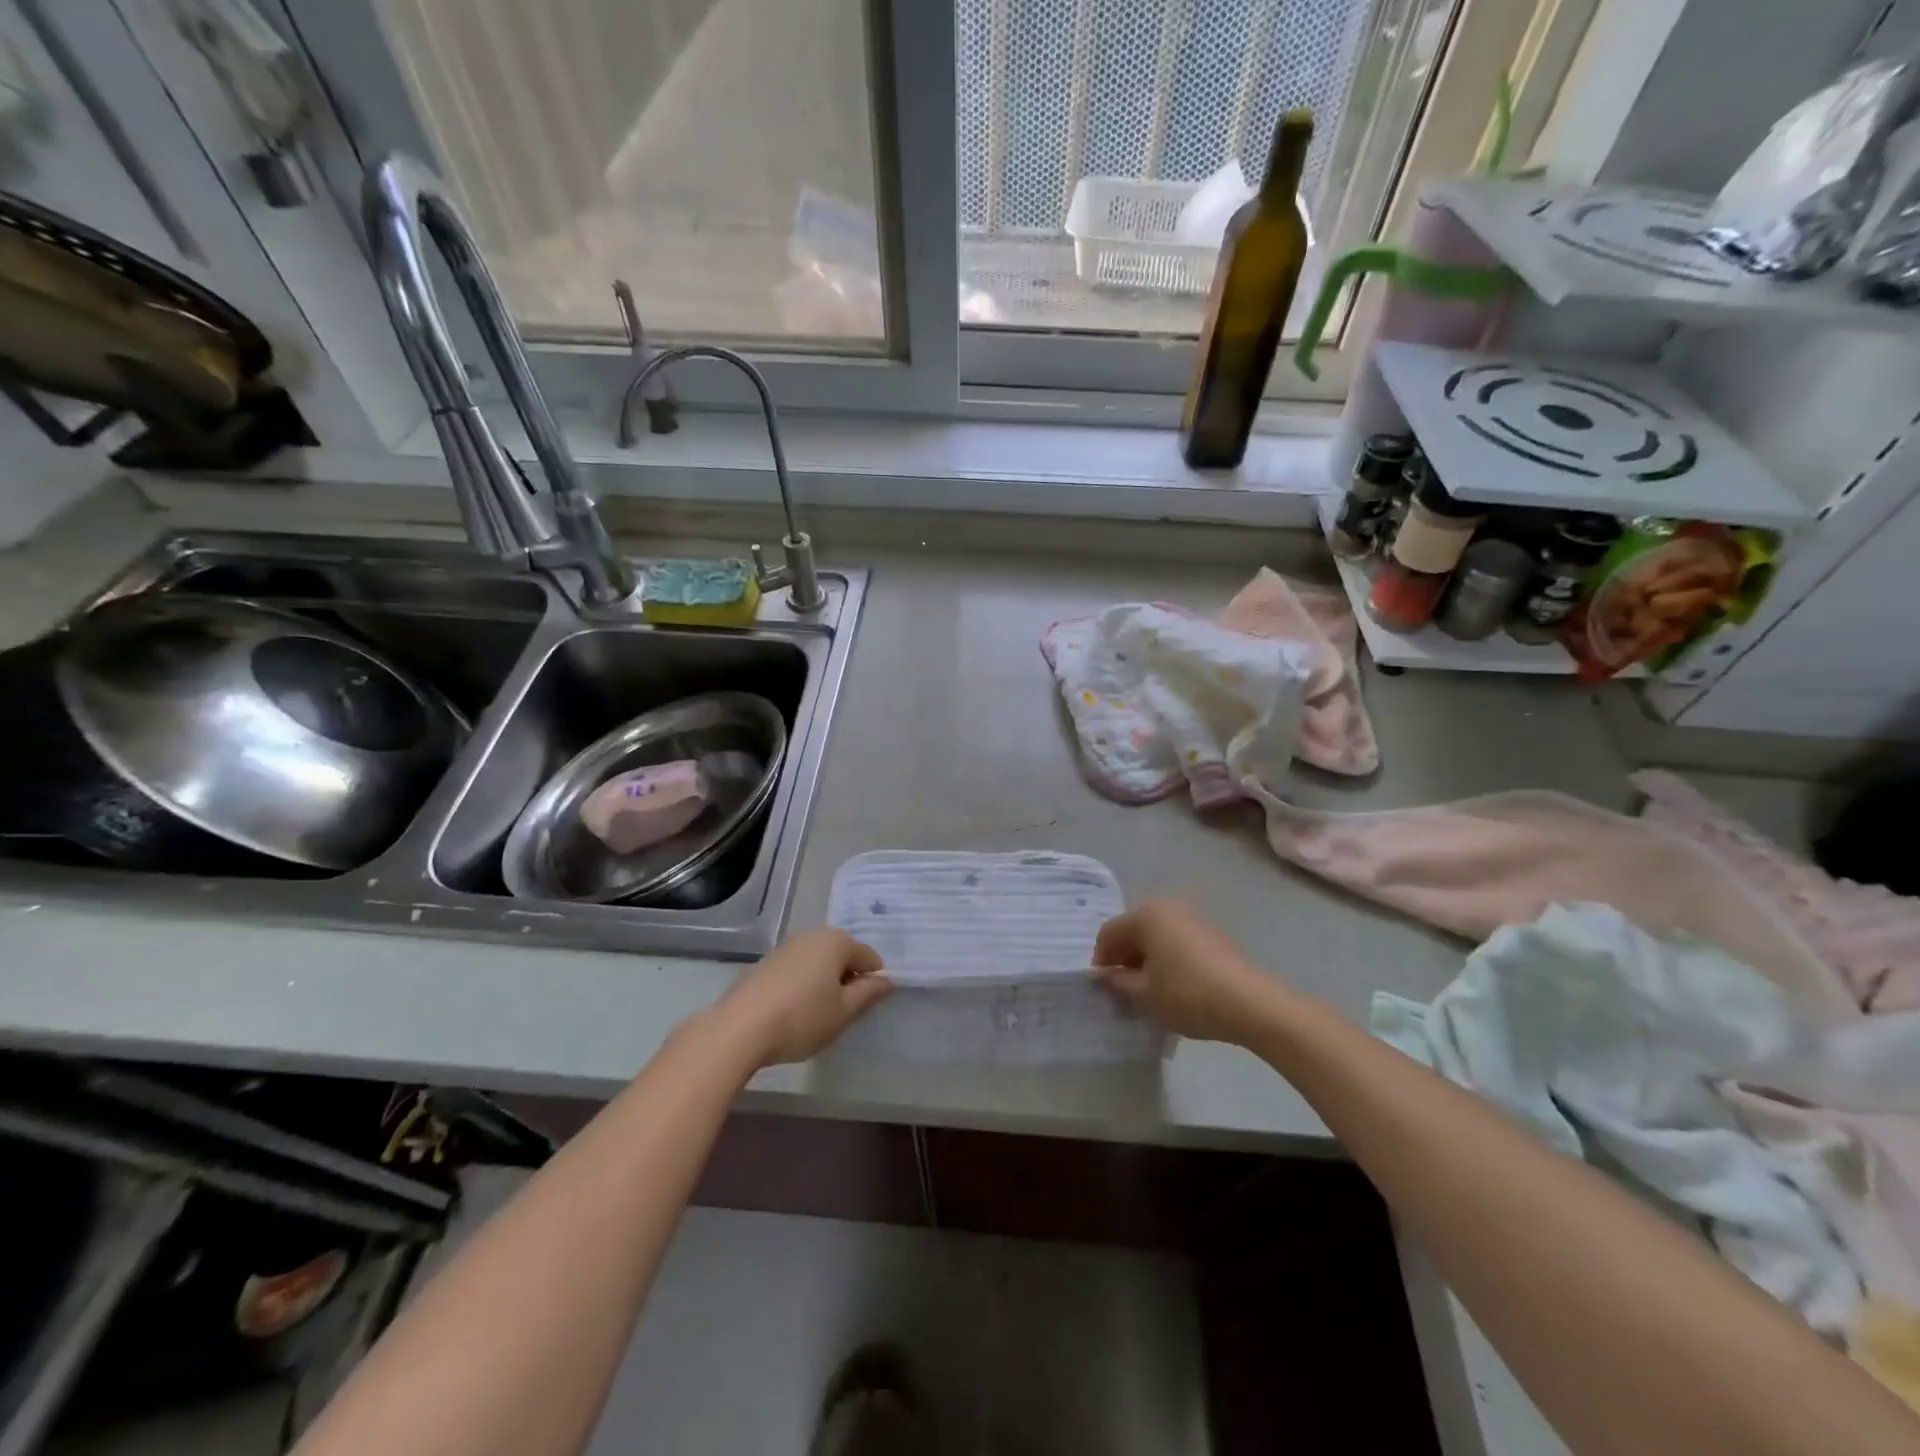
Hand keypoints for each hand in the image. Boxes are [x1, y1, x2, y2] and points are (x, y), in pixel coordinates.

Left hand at [708, 928, 891, 1068]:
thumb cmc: (802, 1018)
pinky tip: (793, 1010)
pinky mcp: (765, 962)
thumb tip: (886, 981)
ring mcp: (785, 946)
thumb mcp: (843, 1012)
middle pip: (842, 954)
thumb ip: (868, 994)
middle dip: (848, 978)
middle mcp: (812, 935)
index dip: (873, 981)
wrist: (739, 1028)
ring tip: (818, 1013)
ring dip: (824, 981)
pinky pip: (796, 968)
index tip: (866, 1008)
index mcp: (836, 941)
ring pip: (817, 961)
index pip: (869, 957)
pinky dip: (802, 983)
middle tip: (843, 1011)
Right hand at [1093, 897, 1282, 1045]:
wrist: (1249, 1004)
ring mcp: (1193, 917)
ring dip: (1146, 958)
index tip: (1103, 987)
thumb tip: (1104, 976)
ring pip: (1156, 935)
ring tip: (1149, 989)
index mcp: (1146, 915)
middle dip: (1124, 957)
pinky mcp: (1212, 932)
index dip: (1101, 960)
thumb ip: (1117, 982)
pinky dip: (1168, 957)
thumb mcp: (1144, 994)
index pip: (1109, 933)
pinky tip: (1173, 984)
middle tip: (1123, 988)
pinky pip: (1177, 940)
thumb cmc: (1187, 994)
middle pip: (1133, 930)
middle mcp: (1168, 906)